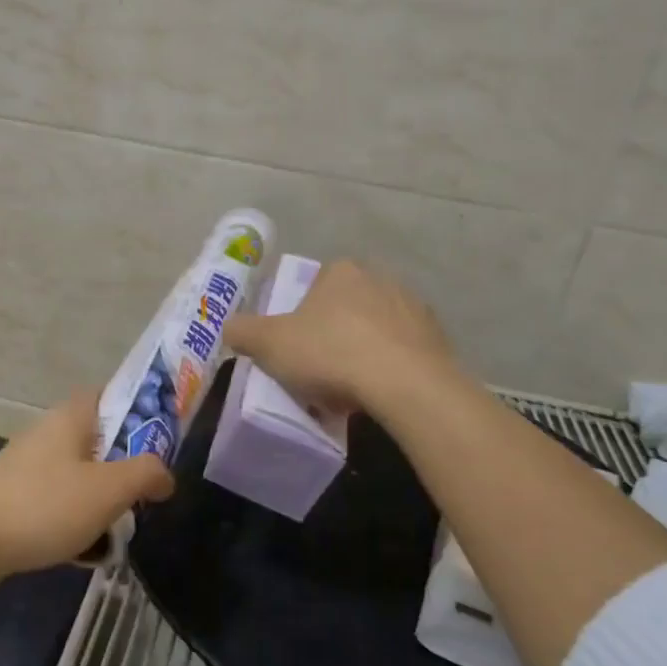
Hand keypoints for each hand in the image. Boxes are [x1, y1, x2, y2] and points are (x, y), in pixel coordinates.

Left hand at [0, 389, 174, 582]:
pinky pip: (58, 499)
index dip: (142, 413)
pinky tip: (82, 549)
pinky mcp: (15, 493)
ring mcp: (29, 462)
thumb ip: (147, 475)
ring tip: (115, 531)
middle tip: (143, 496)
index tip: (163, 444)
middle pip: (101, 439)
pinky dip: (75, 518)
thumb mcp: (110, 489)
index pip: (115, 395)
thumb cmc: (46, 504)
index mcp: (73, 415)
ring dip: (101, 499)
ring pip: (81, 474)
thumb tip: (166, 476)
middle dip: (125, 468)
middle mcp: (49, 430)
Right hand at [223, 259, 458, 417]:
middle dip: (333, 333)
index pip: (314, 286)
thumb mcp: (269, 344)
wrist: (405, 385)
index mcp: (340, 271)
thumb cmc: (330, 354)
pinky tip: (379, 394)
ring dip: (363, 351)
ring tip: (350, 389)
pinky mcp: (438, 338)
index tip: (297, 347)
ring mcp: (413, 307)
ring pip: (376, 329)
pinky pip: (403, 352)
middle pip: (346, 307)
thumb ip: (243, 331)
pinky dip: (390, 367)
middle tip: (320, 369)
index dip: (301, 317)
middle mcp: (380, 278)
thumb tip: (229, 327)